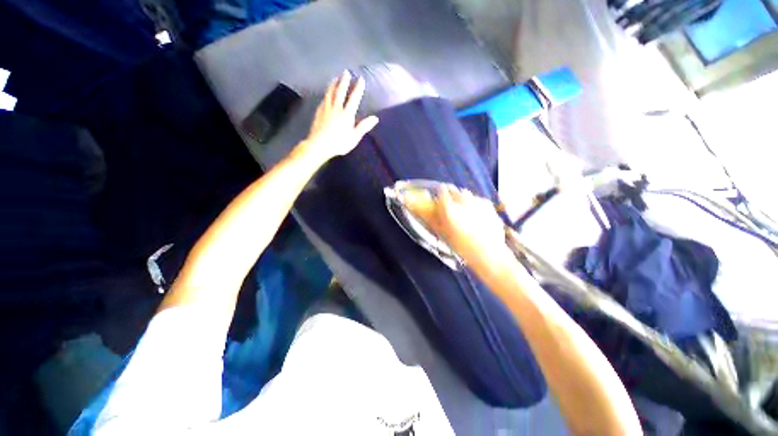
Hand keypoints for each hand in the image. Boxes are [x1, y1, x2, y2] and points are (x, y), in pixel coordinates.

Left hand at [300, 71, 379, 162]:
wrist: (319, 145)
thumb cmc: (339, 143)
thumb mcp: (354, 137)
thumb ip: (364, 126)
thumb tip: (375, 118)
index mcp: (347, 114)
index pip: (354, 98)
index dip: (358, 88)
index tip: (361, 79)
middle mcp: (337, 108)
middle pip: (340, 91)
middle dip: (344, 81)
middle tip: (346, 72)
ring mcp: (326, 108)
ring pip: (330, 93)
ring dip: (334, 84)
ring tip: (336, 77)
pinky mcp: (319, 111)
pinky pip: (324, 99)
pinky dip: (326, 93)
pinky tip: (326, 92)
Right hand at [404, 184, 507, 264]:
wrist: (488, 253)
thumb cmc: (462, 246)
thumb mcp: (443, 233)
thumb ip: (434, 219)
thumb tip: (426, 211)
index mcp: (449, 208)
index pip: (441, 191)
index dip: (439, 195)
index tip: (439, 201)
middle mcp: (463, 200)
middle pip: (454, 190)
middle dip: (450, 196)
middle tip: (451, 206)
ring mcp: (477, 201)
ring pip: (466, 194)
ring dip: (462, 199)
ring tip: (464, 212)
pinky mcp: (488, 204)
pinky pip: (477, 199)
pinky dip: (474, 204)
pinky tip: (477, 216)